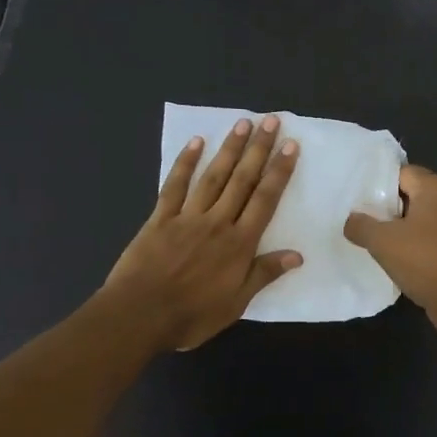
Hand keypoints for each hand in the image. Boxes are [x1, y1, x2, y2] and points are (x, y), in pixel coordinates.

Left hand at [104, 116, 301, 350]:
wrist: (139, 315)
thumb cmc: (192, 315)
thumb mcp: (236, 303)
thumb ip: (264, 274)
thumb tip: (296, 255)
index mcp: (239, 244)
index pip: (264, 200)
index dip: (279, 172)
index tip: (290, 147)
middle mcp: (217, 222)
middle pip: (242, 180)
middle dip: (258, 150)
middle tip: (271, 121)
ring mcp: (187, 217)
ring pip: (213, 176)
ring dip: (229, 149)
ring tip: (242, 123)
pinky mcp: (160, 218)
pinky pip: (174, 186)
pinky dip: (185, 163)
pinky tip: (195, 142)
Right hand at [344, 165, 436, 313]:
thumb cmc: (423, 261)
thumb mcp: (381, 242)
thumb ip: (360, 225)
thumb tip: (351, 220)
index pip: (403, 173)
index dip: (380, 186)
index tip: (362, 202)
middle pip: (416, 193)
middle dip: (392, 206)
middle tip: (369, 221)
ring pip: (427, 215)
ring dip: (407, 226)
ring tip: (384, 241)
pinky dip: (422, 241)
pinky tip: (406, 257)